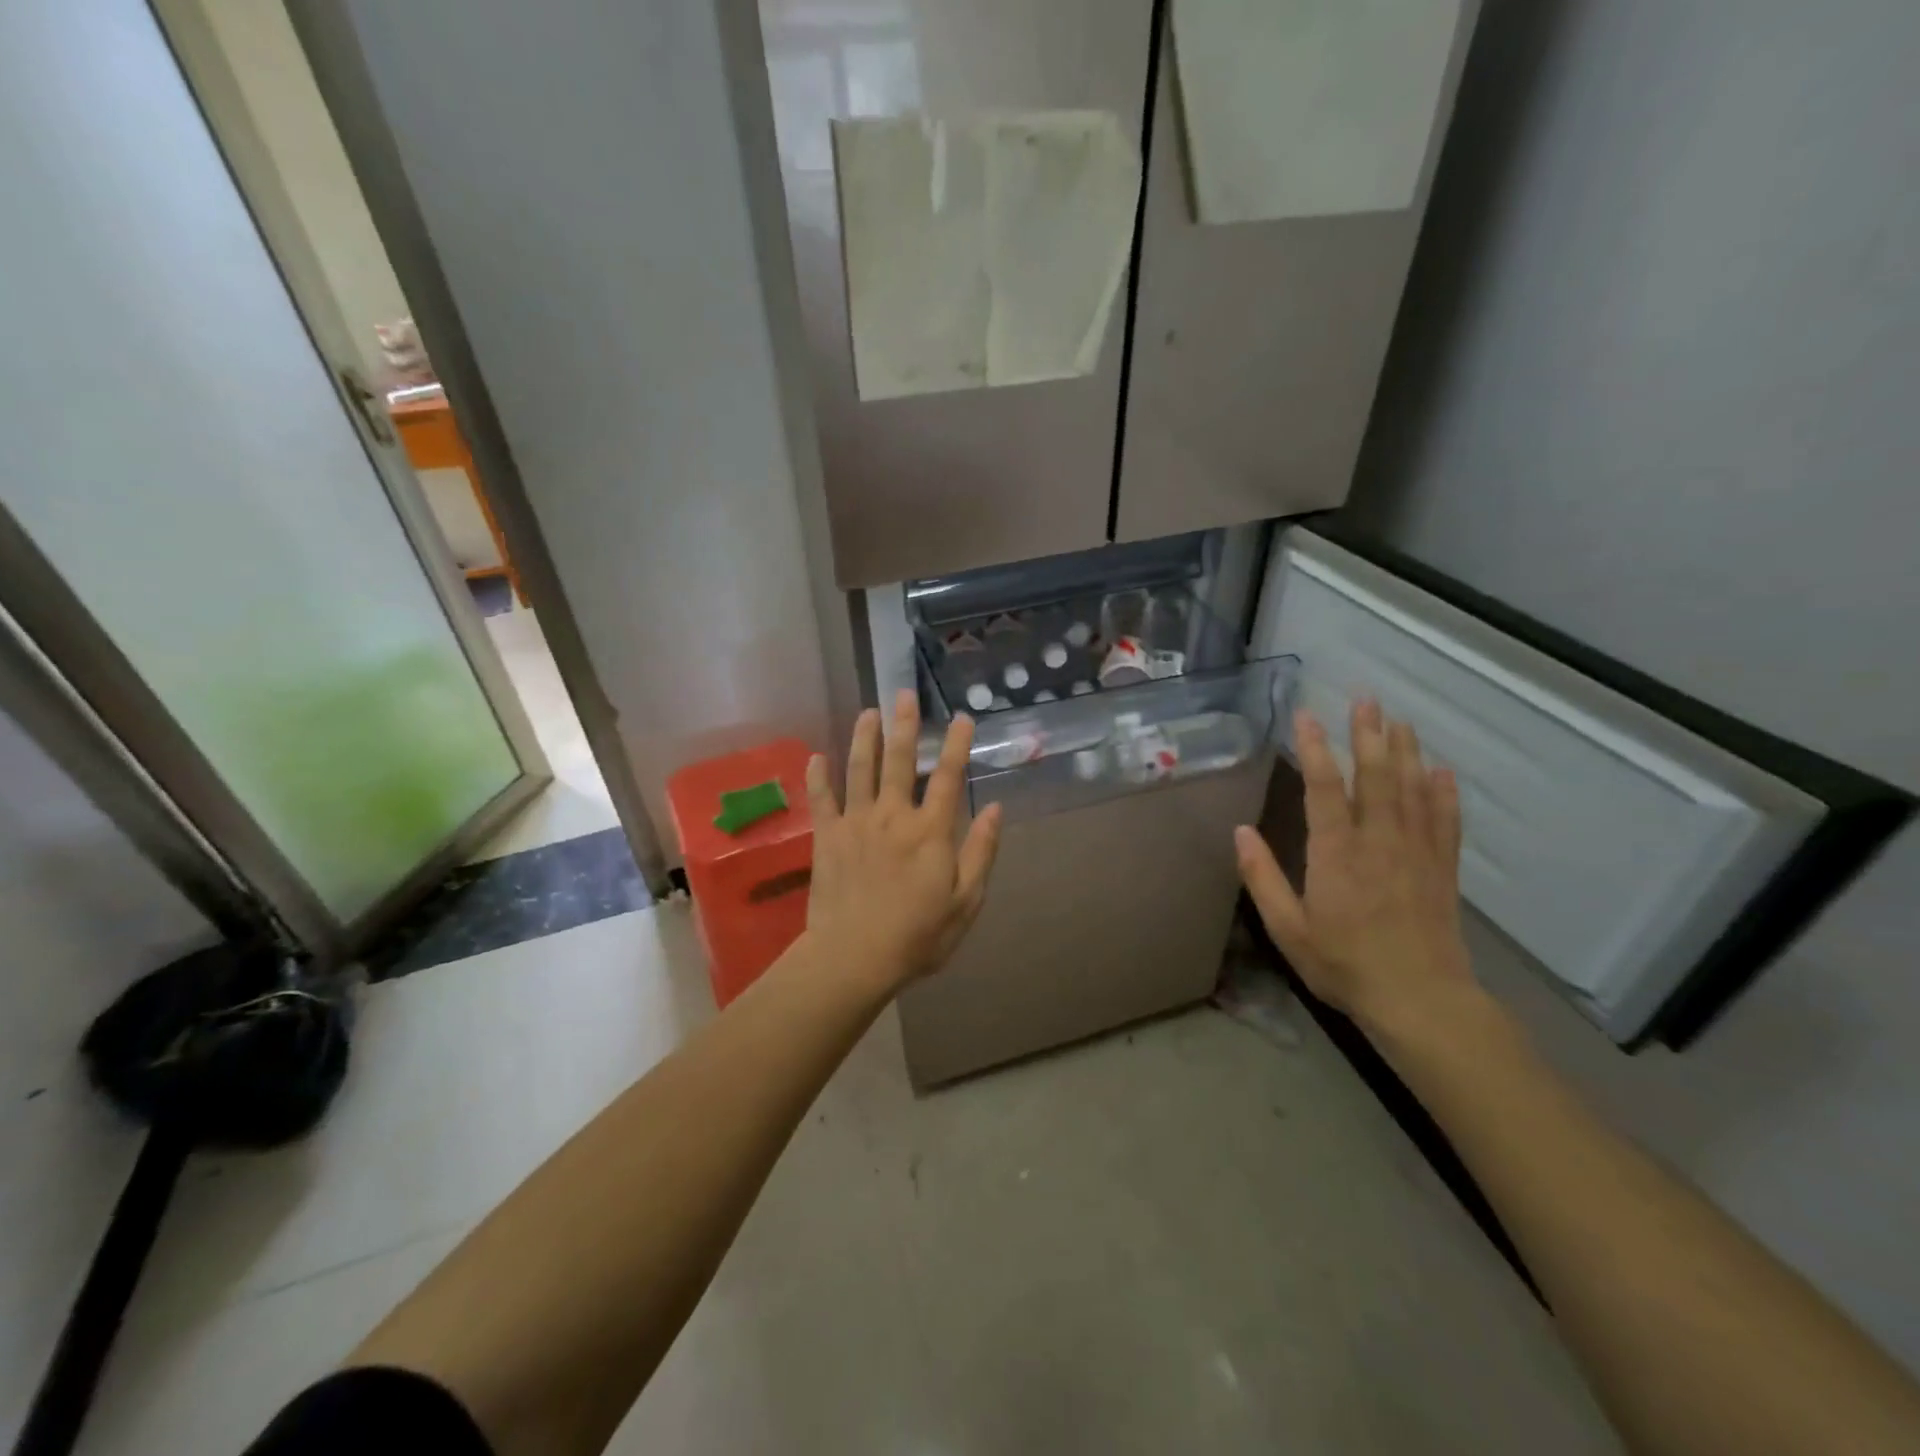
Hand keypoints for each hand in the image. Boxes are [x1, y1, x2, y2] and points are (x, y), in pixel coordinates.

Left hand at [803, 689, 1002, 997]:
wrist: (853, 957)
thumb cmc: (917, 936)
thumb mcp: (965, 902)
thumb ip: (981, 853)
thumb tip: (995, 809)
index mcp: (930, 831)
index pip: (947, 777)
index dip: (956, 745)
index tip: (961, 717)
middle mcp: (893, 816)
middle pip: (899, 761)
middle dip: (904, 725)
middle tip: (904, 694)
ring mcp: (856, 823)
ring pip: (859, 770)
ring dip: (864, 738)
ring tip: (867, 711)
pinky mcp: (827, 837)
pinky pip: (820, 799)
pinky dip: (817, 777)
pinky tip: (815, 756)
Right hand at [1234, 700, 1477, 1037]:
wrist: (1420, 1000)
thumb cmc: (1344, 964)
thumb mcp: (1288, 928)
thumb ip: (1262, 878)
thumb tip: (1240, 831)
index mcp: (1336, 853)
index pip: (1324, 788)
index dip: (1315, 747)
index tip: (1306, 715)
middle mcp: (1378, 842)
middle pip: (1375, 777)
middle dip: (1369, 734)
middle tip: (1366, 699)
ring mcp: (1415, 853)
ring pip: (1412, 790)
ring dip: (1406, 752)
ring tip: (1400, 720)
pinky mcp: (1441, 869)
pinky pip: (1444, 822)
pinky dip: (1443, 793)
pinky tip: (1441, 771)